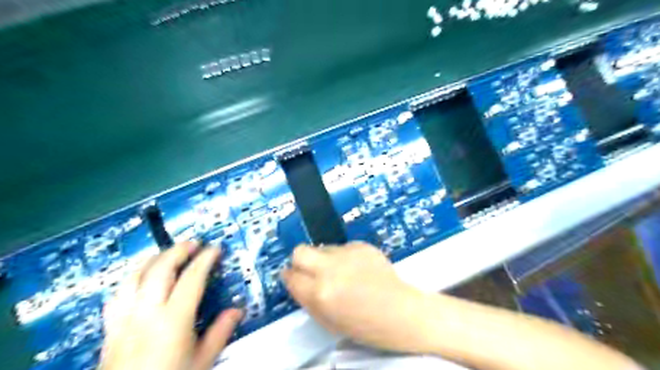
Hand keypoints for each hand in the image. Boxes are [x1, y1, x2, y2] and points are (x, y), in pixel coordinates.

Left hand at [97, 241, 240, 369]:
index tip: (215, 248)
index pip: (192, 278)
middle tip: (194, 243)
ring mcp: (123, 319)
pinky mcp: (110, 328)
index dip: (205, 259)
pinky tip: (140, 278)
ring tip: (168, 253)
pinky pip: (117, 294)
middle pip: (160, 269)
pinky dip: (132, 278)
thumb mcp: (203, 360)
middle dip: (178, 250)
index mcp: (173, 320)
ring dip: (153, 259)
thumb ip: (221, 331)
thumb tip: (238, 309)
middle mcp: (146, 313)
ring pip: (134, 277)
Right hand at [280, 243, 425, 352]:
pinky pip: (343, 248)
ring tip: (341, 272)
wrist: (399, 311)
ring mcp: (347, 254)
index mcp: (319, 293)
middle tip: (309, 269)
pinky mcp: (361, 245)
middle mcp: (330, 269)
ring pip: (323, 248)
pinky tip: (358, 269)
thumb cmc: (363, 325)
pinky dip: (345, 257)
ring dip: (325, 259)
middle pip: (300, 251)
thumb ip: (307, 299)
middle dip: (299, 260)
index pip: (290, 276)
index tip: (293, 277)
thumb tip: (294, 279)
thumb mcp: (327, 321)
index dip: (290, 277)